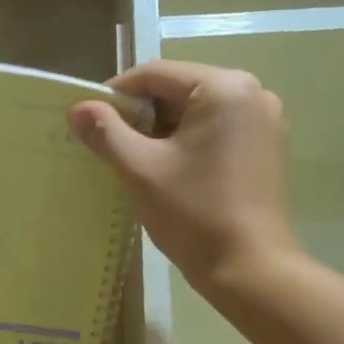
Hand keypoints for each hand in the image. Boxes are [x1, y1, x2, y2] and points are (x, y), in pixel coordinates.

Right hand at [69, 60, 298, 289]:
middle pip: (178, 90)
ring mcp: (264, 122)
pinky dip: (187, 144)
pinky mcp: (266, 149)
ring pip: (196, 113)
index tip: (88, 122)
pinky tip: (169, 174)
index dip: (115, 95)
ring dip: (162, 131)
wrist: (250, 269)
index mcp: (224, 88)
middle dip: (140, 115)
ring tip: (136, 163)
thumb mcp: (140, 170)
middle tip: (110, 147)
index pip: (155, 74)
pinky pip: (216, 132)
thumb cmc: (194, 214)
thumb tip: (77, 108)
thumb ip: (106, 133)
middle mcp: (252, 93)